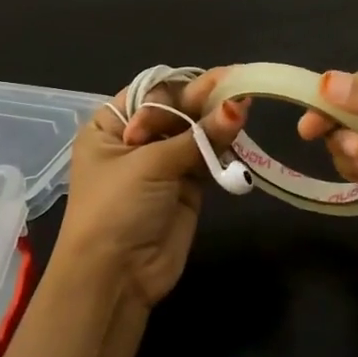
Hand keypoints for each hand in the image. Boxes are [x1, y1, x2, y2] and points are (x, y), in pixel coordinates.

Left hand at [53, 69, 248, 306]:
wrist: (115, 277)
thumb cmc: (116, 209)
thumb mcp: (150, 164)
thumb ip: (199, 135)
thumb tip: (240, 104)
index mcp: (111, 126)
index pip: (151, 93)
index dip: (182, 88)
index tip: (218, 79)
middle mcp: (136, 140)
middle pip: (177, 110)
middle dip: (206, 101)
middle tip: (240, 84)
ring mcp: (163, 164)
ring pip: (196, 133)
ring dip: (218, 122)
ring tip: (246, 104)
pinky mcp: (187, 186)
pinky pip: (208, 157)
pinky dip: (224, 146)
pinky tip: (241, 130)